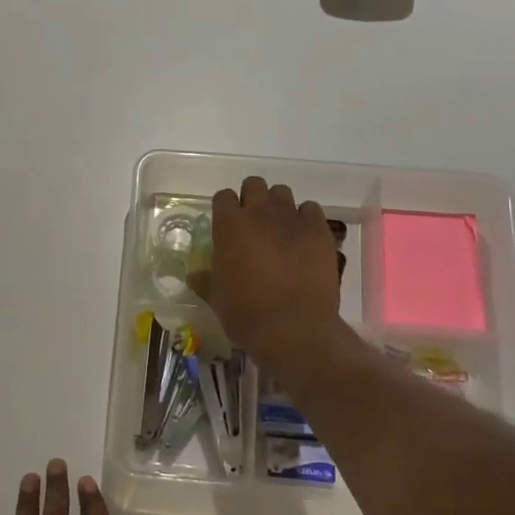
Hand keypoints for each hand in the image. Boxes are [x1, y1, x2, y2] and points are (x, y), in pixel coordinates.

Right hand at [189, 176, 343, 369]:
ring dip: (278, 206)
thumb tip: (194, 275)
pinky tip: (304, 239)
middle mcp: (260, 213)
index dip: (225, 209)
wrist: (294, 329)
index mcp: (229, 226)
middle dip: (252, 199)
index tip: (227, 225)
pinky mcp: (319, 230)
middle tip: (253, 224)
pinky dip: (306, 219)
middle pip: (254, 184)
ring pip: (283, 193)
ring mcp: (292, 219)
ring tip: (280, 230)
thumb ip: (205, 280)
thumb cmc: (247, 314)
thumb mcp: (216, 299)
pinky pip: (311, 209)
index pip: (223, 196)